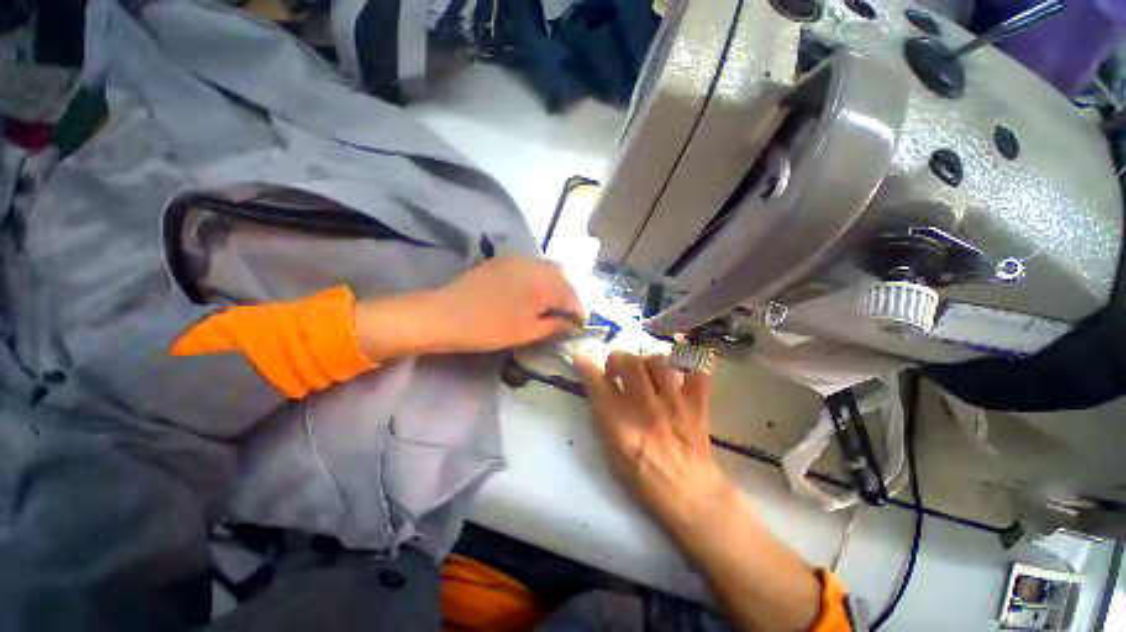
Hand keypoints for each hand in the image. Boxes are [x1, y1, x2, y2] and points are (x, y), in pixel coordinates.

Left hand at [354, 256, 583, 358]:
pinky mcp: (504, 259)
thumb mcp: (526, 332)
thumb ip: (554, 326)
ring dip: (556, 285)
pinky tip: (531, 291)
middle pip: (564, 278)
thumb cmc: (489, 328)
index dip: (580, 312)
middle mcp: (536, 266)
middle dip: (570, 296)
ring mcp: (519, 259)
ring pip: (548, 268)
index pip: (574, 297)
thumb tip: (572, 325)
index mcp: (545, 285)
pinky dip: (540, 277)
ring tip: (550, 304)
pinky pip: (532, 265)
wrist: (445, 314)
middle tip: (565, 314)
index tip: (579, 326)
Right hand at [572, 351, 732, 531]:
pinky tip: (680, 372)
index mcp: (619, 421)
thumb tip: (599, 389)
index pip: (596, 382)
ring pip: (659, 361)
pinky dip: (689, 367)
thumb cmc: (642, 477)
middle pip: (629, 362)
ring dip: (648, 361)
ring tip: (647, 371)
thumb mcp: (611, 450)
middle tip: (619, 368)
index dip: (585, 365)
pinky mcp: (696, 404)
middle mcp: (644, 405)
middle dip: (619, 358)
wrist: (688, 494)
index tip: (581, 357)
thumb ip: (603, 416)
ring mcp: (673, 402)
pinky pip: (697, 372)